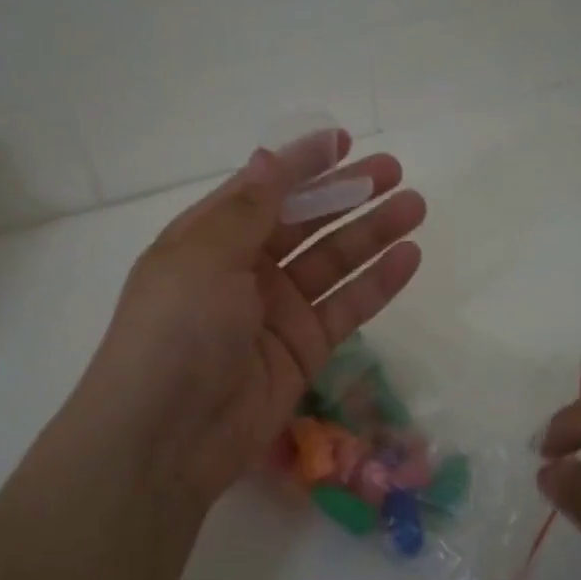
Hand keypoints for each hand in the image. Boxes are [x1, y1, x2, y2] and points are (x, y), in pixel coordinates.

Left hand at [70, 132, 425, 508]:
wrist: (166, 438)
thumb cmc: (176, 331)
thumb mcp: (204, 257)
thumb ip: (247, 209)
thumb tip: (267, 158)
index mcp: (210, 239)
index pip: (263, 189)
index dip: (302, 164)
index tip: (344, 141)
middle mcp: (244, 269)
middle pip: (305, 222)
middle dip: (347, 194)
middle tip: (393, 171)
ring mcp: (277, 310)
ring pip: (333, 261)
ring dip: (372, 233)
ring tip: (414, 206)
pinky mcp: (304, 349)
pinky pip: (347, 307)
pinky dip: (377, 283)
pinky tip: (409, 256)